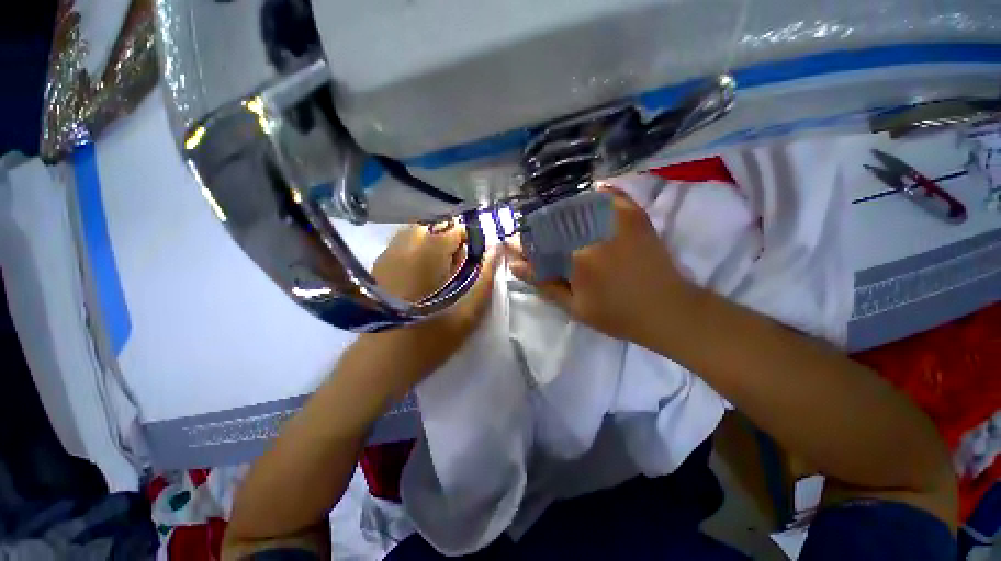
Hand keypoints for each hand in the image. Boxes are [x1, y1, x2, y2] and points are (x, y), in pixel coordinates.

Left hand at [357, 224, 498, 393]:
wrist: (379, 365)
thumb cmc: (427, 342)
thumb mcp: (466, 315)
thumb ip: (484, 279)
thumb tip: (496, 251)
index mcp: (427, 256)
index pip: (454, 229)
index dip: (470, 240)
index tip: (475, 260)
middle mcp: (404, 248)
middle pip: (434, 226)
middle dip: (450, 240)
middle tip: (459, 267)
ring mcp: (387, 256)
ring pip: (416, 233)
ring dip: (433, 244)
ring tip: (441, 271)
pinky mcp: (379, 267)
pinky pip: (402, 245)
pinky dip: (417, 251)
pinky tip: (422, 276)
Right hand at [508, 187, 695, 344]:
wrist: (667, 310)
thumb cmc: (617, 315)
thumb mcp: (574, 308)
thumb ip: (543, 284)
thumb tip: (515, 265)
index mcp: (577, 257)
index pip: (539, 241)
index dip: (523, 244)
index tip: (514, 245)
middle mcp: (594, 231)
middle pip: (554, 219)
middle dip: (538, 227)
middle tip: (536, 238)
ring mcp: (617, 220)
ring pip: (577, 204)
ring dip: (561, 211)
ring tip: (557, 224)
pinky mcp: (634, 216)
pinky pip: (610, 194)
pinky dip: (595, 194)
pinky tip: (587, 201)